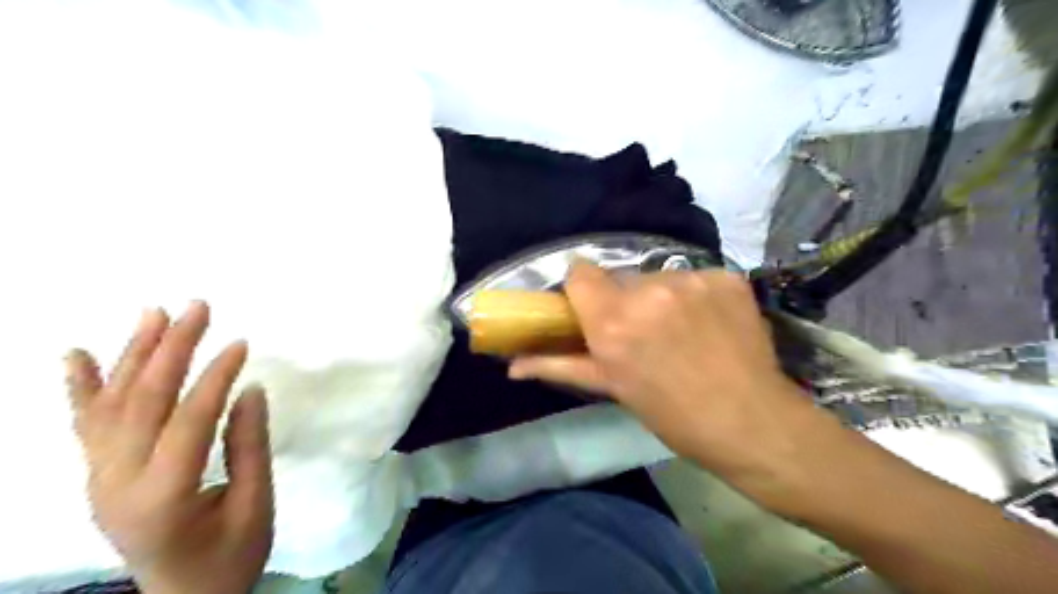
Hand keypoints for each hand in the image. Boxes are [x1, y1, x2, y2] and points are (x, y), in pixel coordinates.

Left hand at [64, 303, 271, 593]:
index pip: (188, 420)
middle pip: (142, 402)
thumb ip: (250, 447)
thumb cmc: (230, 556)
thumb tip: (249, 389)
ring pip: (110, 405)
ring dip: (132, 354)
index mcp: (163, 496)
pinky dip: (80, 388)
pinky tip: (77, 354)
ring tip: (154, 313)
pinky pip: (85, 425)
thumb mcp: (255, 505)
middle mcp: (117, 483)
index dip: (215, 377)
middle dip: (171, 349)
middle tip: (198, 308)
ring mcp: (99, 479)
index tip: (240, 342)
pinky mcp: (98, 476)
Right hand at [508, 266, 810, 477]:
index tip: (593, 310)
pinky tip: (710, 324)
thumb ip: (559, 366)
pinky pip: (696, 278)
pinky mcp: (727, 276)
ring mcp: (693, 280)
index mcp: (614, 321)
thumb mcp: (613, 389)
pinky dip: (697, 296)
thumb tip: (512, 365)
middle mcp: (649, 291)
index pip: (579, 272)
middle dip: (624, 300)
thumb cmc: (672, 414)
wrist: (752, 422)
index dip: (584, 291)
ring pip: (659, 277)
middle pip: (621, 277)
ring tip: (681, 331)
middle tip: (642, 332)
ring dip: (661, 298)